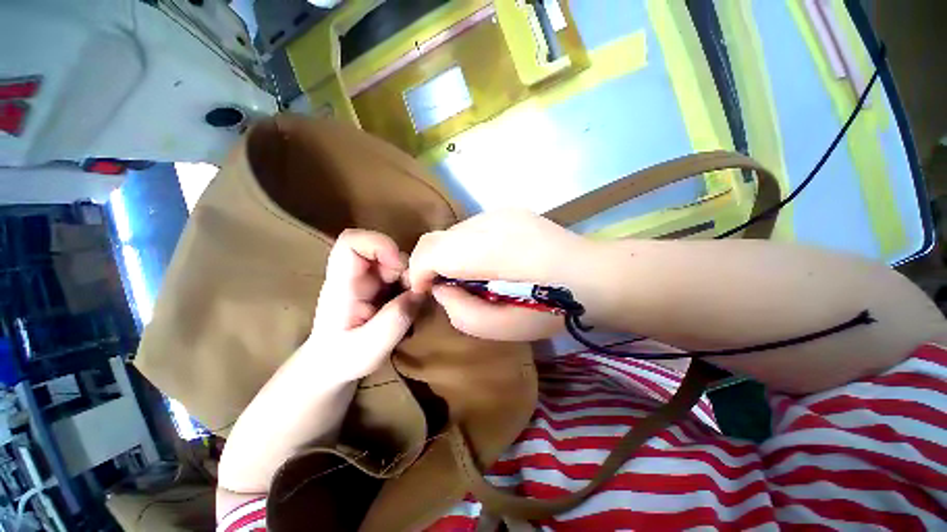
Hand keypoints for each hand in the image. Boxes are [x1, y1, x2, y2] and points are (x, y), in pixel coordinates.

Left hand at [217, 230, 419, 504]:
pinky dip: (411, 285)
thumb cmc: (341, 360)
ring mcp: (368, 280)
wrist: (330, 367)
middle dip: (404, 266)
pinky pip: (400, 274)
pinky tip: (411, 304)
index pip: (351, 242)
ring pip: (395, 261)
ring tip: (413, 302)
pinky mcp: (379, 287)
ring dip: (410, 277)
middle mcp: (355, 275)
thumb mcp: (368, 349)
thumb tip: (419, 293)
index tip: (398, 266)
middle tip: (413, 293)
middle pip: (382, 249)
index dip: (378, 244)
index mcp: (342, 285)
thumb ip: (393, 321)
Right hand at [408, 210, 592, 340]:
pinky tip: (490, 260)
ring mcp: (501, 212)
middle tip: (446, 286)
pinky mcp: (511, 211)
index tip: (425, 291)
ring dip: (451, 254)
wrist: (594, 277)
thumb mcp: (499, 329)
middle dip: (431, 264)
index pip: (430, 250)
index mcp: (487, 250)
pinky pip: (474, 228)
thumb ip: (459, 311)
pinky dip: (469, 245)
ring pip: (455, 231)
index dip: (418, 272)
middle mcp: (489, 221)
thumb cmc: (550, 310)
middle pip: (437, 237)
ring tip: (471, 274)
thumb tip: (441, 288)